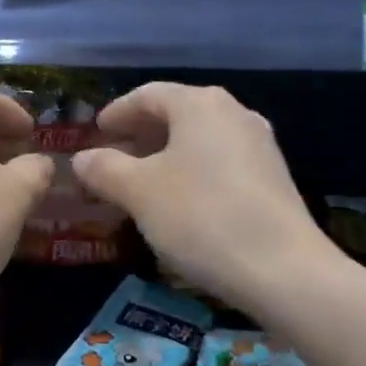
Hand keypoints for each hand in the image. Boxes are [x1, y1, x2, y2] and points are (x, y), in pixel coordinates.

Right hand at [72, 83, 339, 314]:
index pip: (148, 95)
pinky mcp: (272, 177)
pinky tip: (179, 201)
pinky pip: (219, 161)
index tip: (96, 132)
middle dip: (140, 134)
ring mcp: (259, 145)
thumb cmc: (201, 217)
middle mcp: (234, 113)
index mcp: (200, 105)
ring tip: (140, 182)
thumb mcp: (139, 193)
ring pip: (199, 139)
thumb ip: (105, 169)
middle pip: (176, 114)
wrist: (284, 270)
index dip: (117, 112)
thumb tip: (82, 158)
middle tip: (112, 158)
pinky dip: (191, 171)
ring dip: (165, 155)